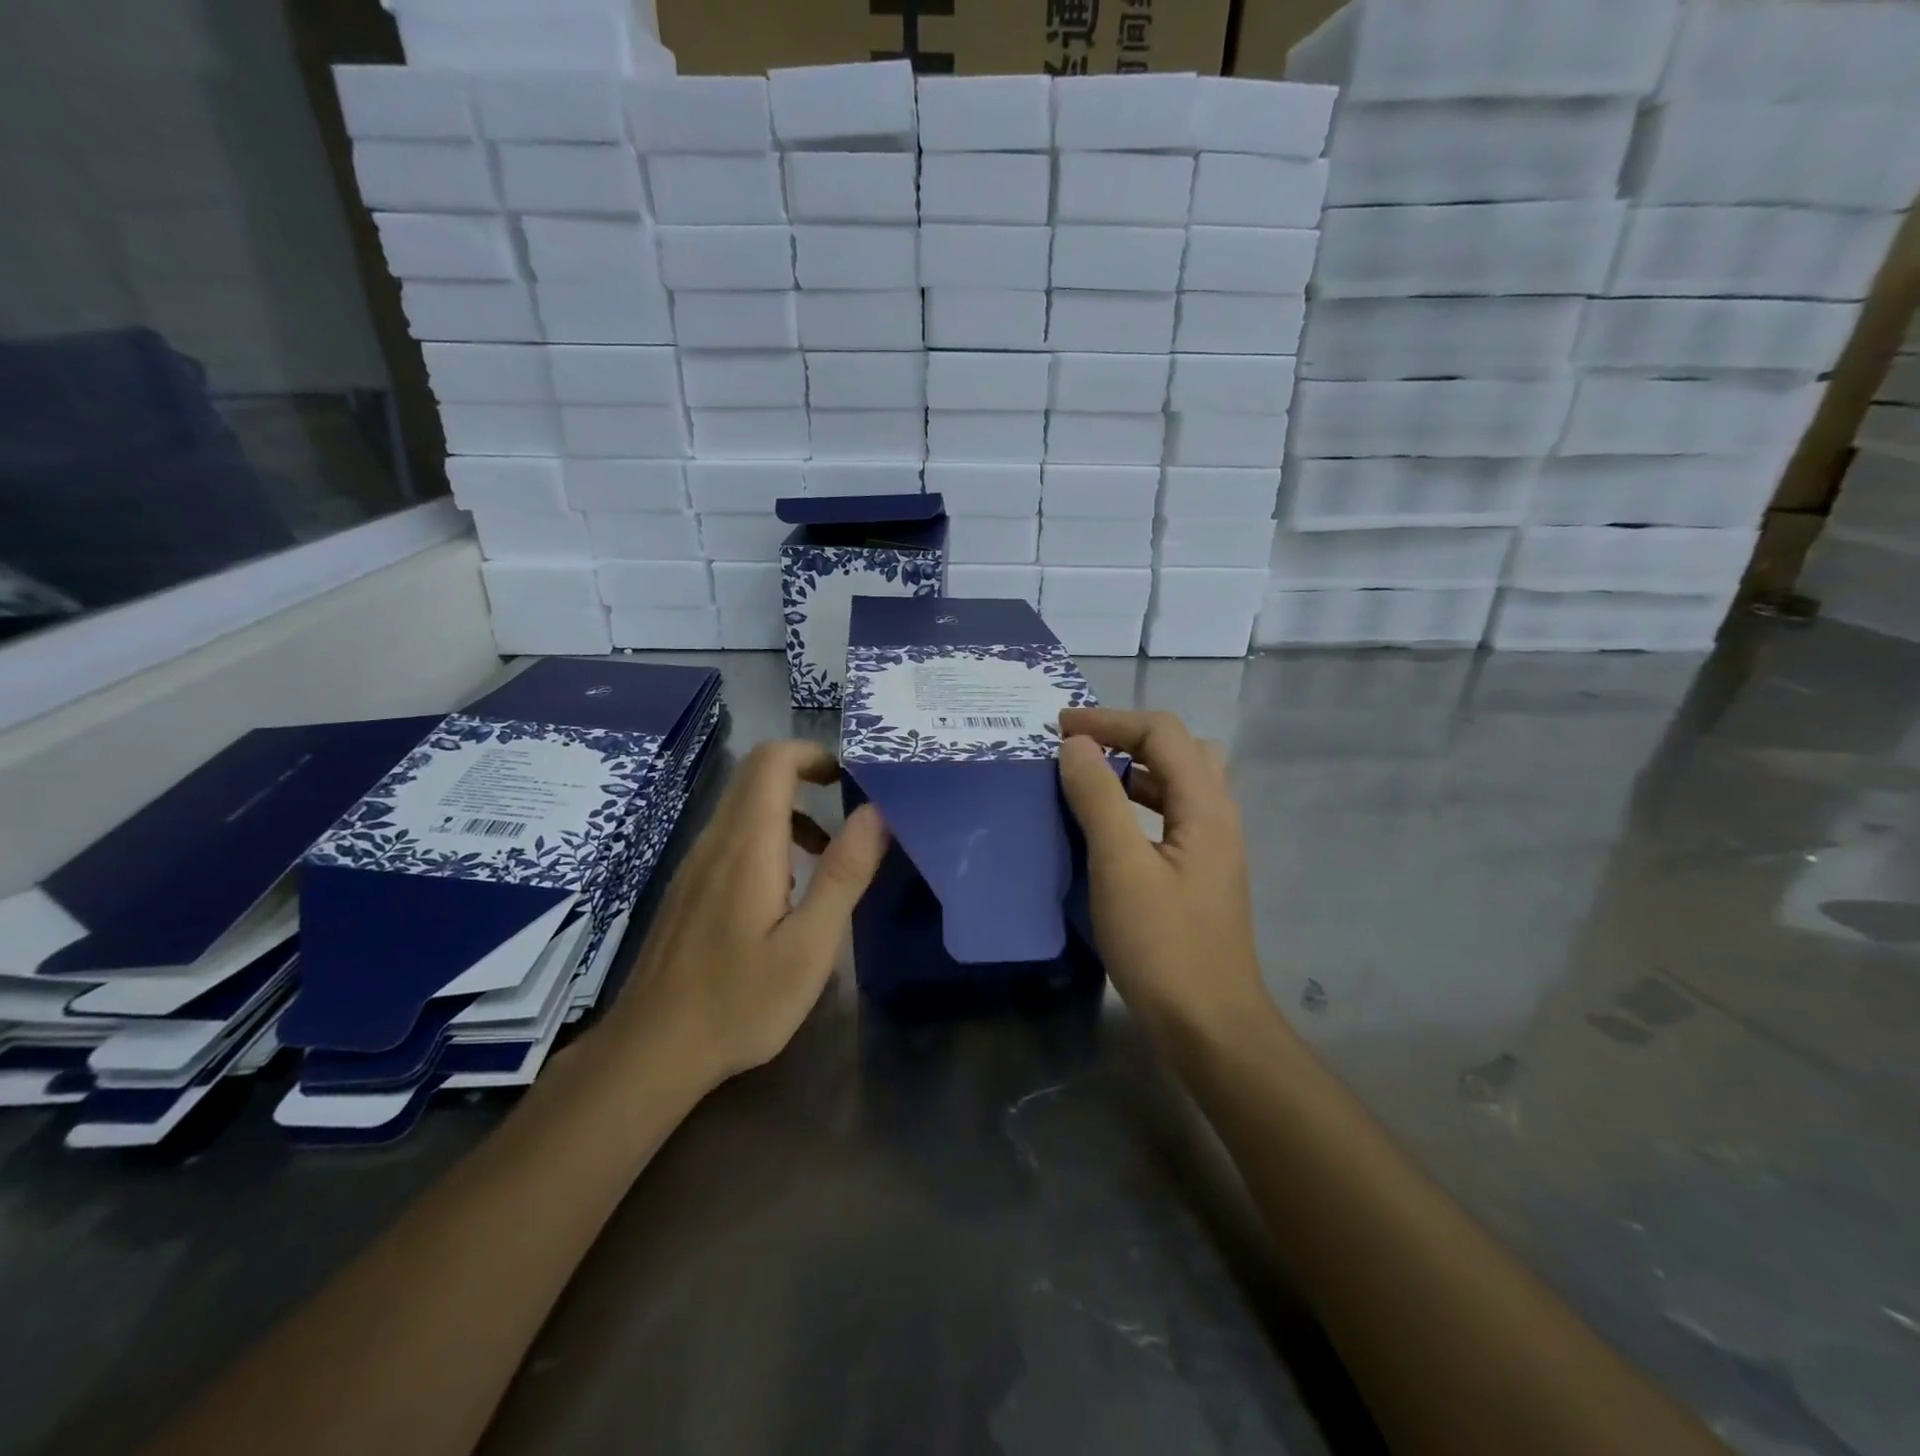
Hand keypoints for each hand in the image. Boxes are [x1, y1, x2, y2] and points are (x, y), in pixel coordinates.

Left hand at [607, 740, 888, 1085]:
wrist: (652, 1051)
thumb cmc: (740, 1001)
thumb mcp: (809, 945)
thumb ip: (843, 874)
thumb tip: (876, 812)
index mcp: (747, 845)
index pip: (771, 761)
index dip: (813, 753)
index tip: (851, 778)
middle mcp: (715, 841)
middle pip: (755, 776)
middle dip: (806, 776)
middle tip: (851, 809)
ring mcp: (695, 864)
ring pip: (743, 807)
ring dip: (791, 812)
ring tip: (829, 856)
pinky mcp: (688, 887)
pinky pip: (730, 838)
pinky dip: (768, 838)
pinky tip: (786, 892)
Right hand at [1056, 709, 1272, 1048]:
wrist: (1208, 1026)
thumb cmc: (1163, 945)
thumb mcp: (1121, 866)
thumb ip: (1099, 798)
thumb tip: (1075, 745)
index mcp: (1206, 807)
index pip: (1162, 733)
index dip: (1110, 721)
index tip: (1058, 729)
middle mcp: (1217, 817)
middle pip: (1180, 750)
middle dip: (1128, 737)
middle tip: (1080, 749)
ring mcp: (1211, 848)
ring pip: (1177, 783)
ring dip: (1134, 769)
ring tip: (1087, 779)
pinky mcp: (1198, 874)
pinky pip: (1169, 815)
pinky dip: (1138, 803)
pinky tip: (1108, 828)